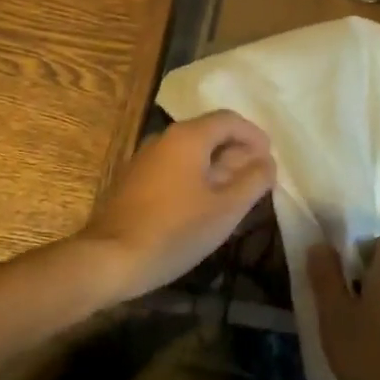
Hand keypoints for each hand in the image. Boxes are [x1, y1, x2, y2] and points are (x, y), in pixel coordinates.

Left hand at [78, 111, 274, 298]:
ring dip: (217, 167)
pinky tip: (203, 206)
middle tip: (257, 179)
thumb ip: (253, 181)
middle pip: (209, 133)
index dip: (254, 135)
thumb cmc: (175, 230)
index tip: (270, 158)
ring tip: (235, 195)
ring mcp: (145, 159)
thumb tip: (267, 162)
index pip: (229, 120)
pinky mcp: (134, 181)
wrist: (109, 259)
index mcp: (188, 137)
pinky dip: (196, 178)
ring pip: (191, 153)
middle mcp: (165, 138)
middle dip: (237, 152)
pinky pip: (174, 168)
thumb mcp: (226, 209)